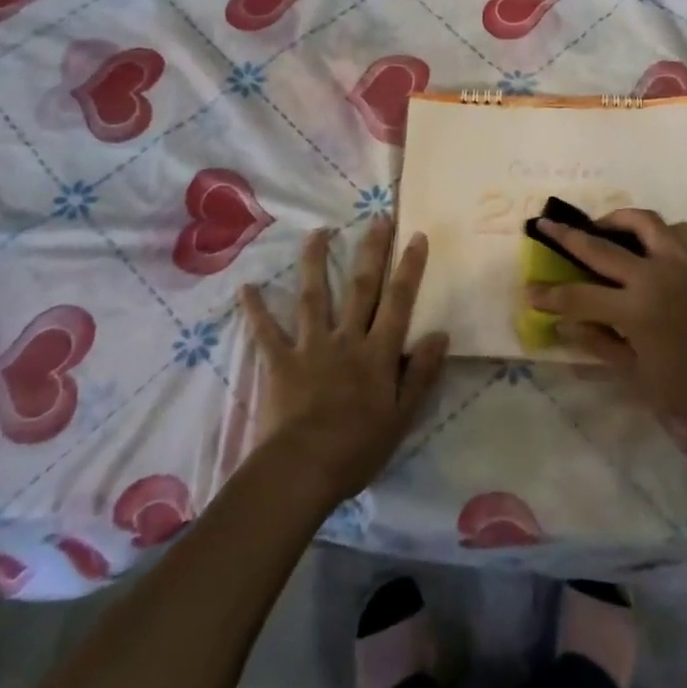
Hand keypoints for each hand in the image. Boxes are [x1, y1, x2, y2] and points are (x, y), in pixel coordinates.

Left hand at [238, 218, 447, 506]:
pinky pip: (266, 332)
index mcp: (378, 353)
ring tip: (317, 232)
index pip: (399, 301)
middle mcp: (347, 339)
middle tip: (377, 218)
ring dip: (315, 262)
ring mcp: (311, 347)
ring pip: (314, 297)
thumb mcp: (402, 416)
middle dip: (371, 251)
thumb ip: (421, 373)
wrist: (302, 469)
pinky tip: (246, 287)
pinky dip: (256, 310)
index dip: (409, 267)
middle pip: (361, 287)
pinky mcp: (280, 362)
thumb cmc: (358, 447)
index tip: (415, 235)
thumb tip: (440, 334)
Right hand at [527, 209, 686, 425]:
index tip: (529, 290)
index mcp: (634, 309)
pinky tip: (651, 243)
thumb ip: (598, 344)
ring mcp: (681, 261)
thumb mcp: (637, 375)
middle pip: (600, 247)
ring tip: (603, 225)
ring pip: (643, 221)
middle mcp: (653, 275)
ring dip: (617, 219)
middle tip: (545, 224)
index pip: (578, 297)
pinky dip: (659, 231)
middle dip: (567, 235)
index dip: (549, 296)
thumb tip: (562, 325)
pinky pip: (676, 230)